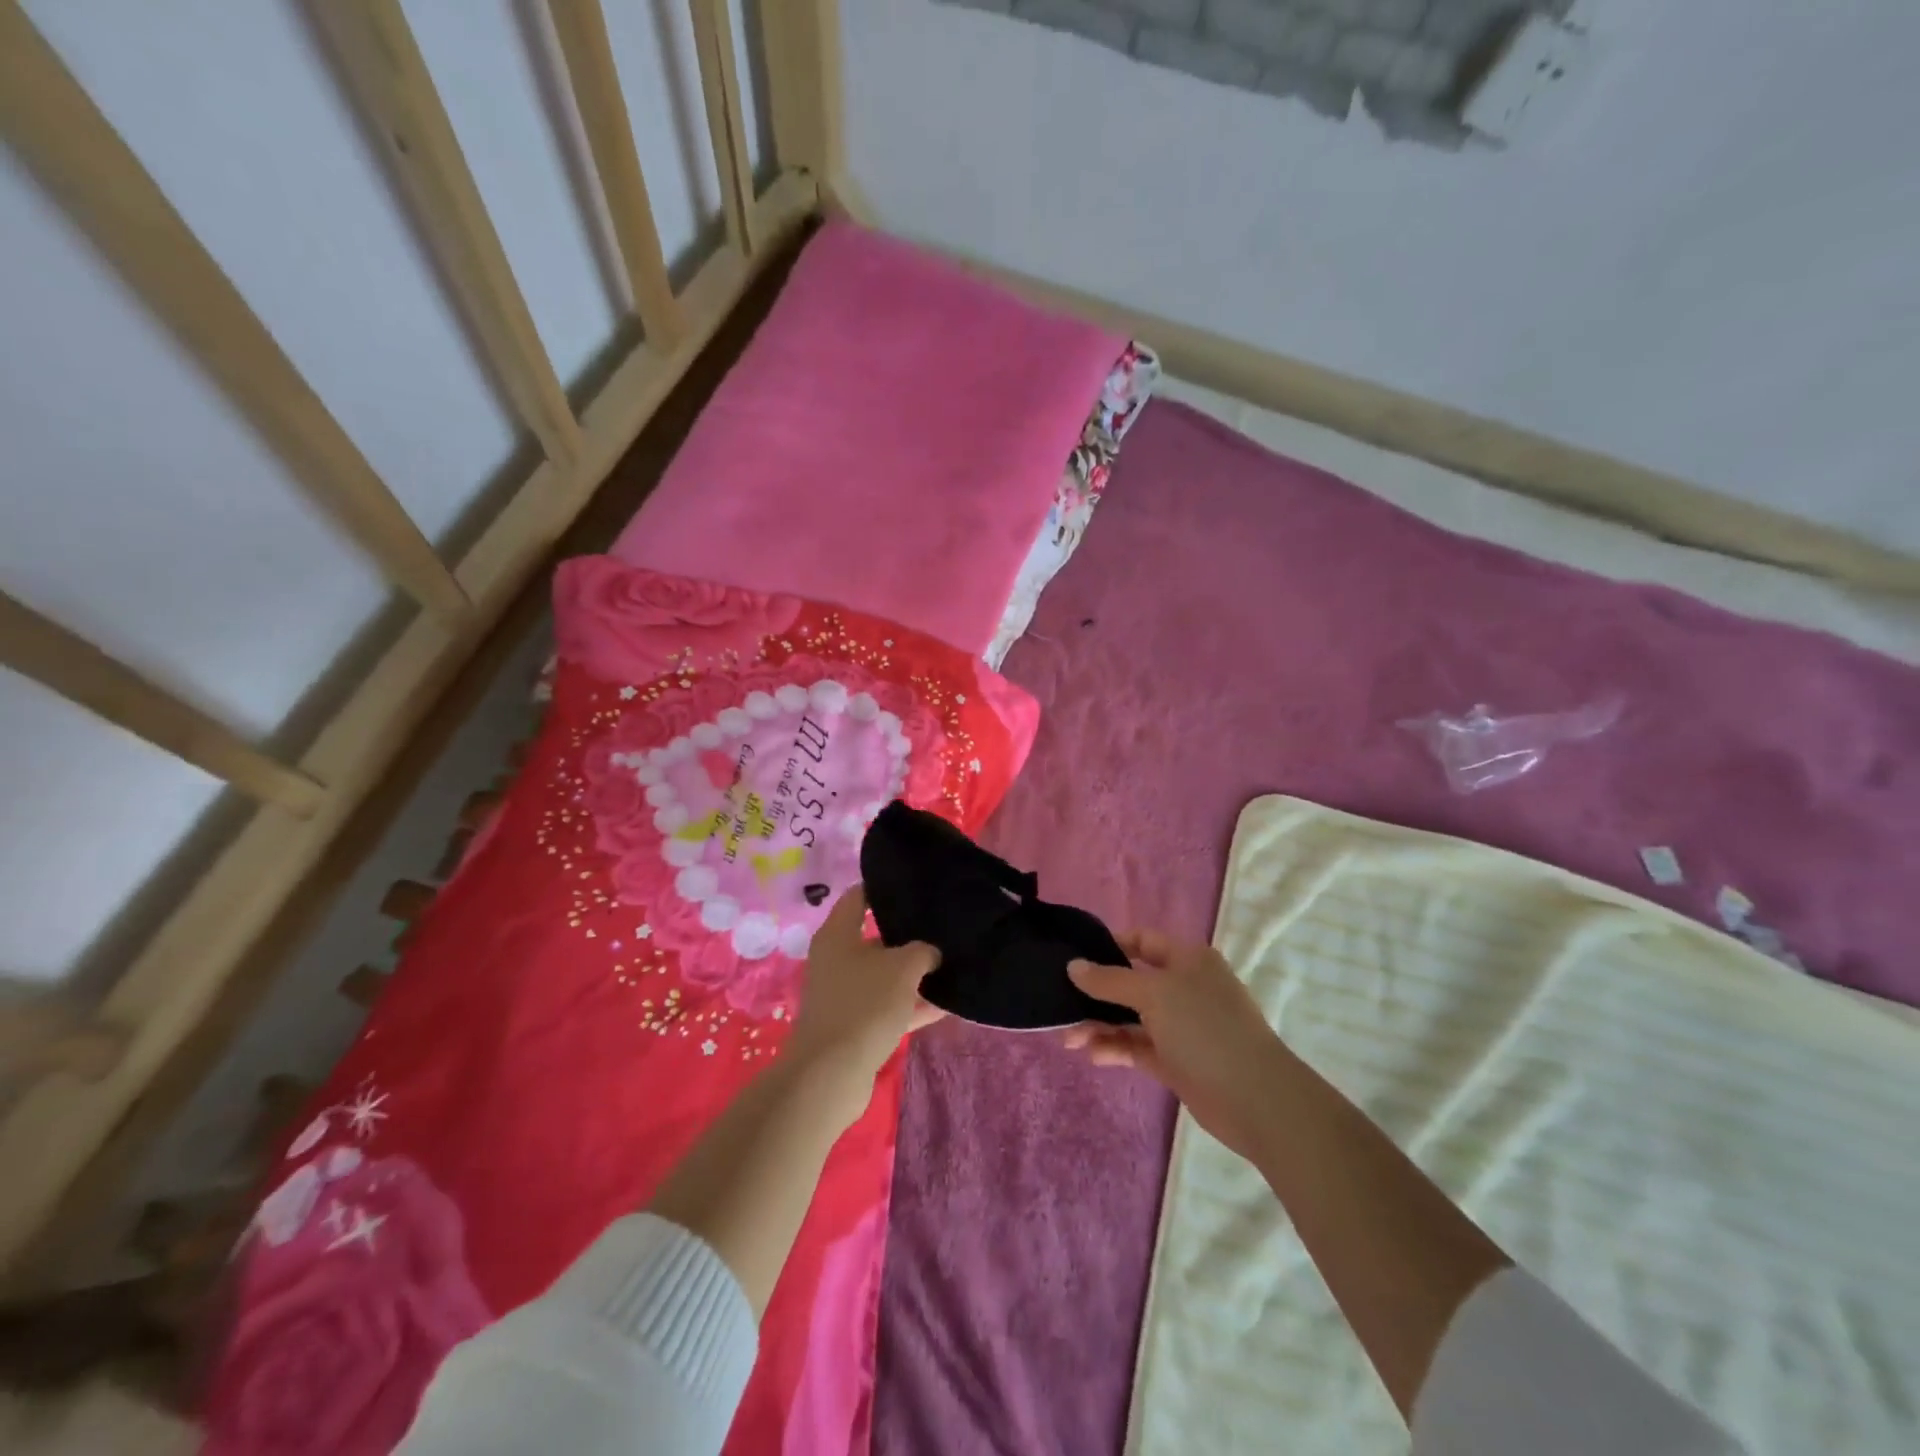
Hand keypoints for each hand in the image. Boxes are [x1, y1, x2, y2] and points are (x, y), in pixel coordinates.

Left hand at [786, 887, 942, 1089]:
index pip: (859, 896)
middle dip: (907, 934)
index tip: (914, 885)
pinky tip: (946, 1005)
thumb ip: (923, 951)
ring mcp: (843, 994)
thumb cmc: (864, 1004)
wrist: (832, 1074)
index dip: (884, 888)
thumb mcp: (903, 967)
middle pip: (874, 937)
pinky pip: (888, 1007)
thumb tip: (930, 953)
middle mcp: (836, 959)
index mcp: (837, 934)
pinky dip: (911, 1005)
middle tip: (942, 925)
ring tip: (951, 964)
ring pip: (884, 975)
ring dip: (913, 974)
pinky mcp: (853, 1026)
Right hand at [1064, 930, 1286, 1160]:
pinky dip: (1115, 1048)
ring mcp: (1181, 1026)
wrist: (1256, 1100)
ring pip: (1131, 1017)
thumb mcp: (1154, 995)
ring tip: (1069, 1039)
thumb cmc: (1205, 1030)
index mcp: (1187, 960)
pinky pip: (1137, 1046)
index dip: (1108, 946)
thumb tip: (1074, 966)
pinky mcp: (1176, 1060)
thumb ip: (1110, 980)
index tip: (1073, 958)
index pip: (1142, 941)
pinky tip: (1092, 1055)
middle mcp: (1184, 988)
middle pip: (1131, 981)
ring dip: (1100, 1025)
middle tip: (1060, 1005)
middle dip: (1096, 993)